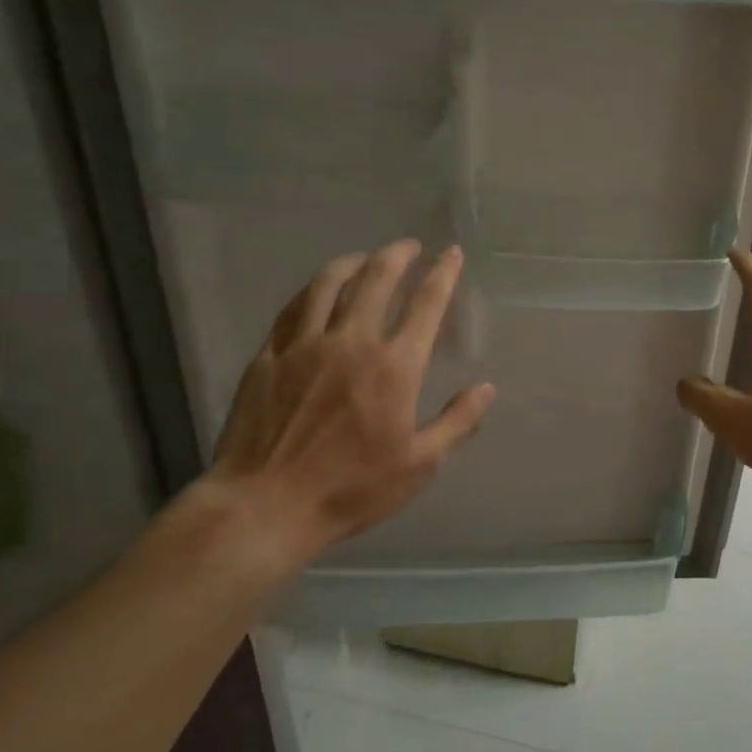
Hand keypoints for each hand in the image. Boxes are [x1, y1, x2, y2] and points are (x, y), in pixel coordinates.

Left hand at [191, 239, 495, 570]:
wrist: (265, 506)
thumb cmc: (350, 489)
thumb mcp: (419, 465)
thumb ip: (456, 422)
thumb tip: (486, 388)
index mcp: (394, 367)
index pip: (425, 305)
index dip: (442, 274)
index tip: (451, 254)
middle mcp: (351, 342)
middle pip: (376, 279)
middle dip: (398, 255)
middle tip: (409, 246)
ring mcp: (304, 346)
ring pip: (328, 284)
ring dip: (352, 262)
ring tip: (364, 257)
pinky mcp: (267, 357)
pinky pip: (291, 309)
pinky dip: (310, 291)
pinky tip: (315, 290)